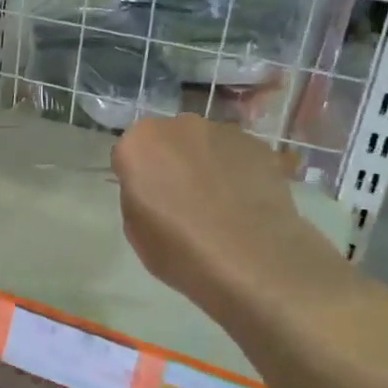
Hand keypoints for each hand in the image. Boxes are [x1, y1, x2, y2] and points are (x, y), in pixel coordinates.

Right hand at [111, 115, 342, 307]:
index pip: (128, 153)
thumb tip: (153, 185)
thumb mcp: (134, 229)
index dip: (137, 177)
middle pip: (167, 141)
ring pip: (204, 144)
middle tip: (181, 199)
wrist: (252, 261)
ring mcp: (223, 131)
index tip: (148, 200)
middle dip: (171, 162)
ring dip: (204, 164)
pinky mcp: (259, 145)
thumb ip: (137, 193)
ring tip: (219, 204)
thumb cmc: (180, 249)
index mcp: (139, 143)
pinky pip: (236, 155)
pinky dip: (235, 172)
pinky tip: (243, 203)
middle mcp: (179, 126)